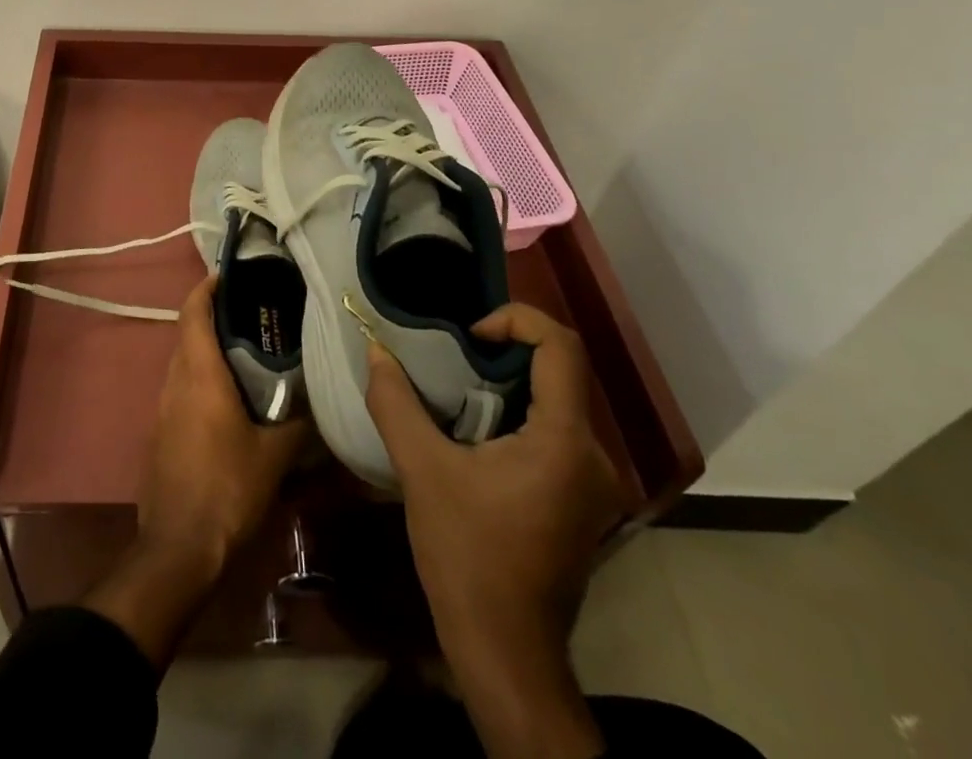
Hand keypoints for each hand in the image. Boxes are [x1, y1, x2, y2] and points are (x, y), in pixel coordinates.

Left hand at [137, 275, 306, 573]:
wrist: (178, 548)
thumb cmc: (227, 489)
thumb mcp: (274, 457)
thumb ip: (297, 425)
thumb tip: (317, 407)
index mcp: (199, 375)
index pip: (193, 312)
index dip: (206, 288)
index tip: (226, 274)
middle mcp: (175, 382)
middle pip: (188, 335)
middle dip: (213, 318)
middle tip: (251, 316)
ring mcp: (162, 410)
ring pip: (183, 364)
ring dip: (207, 352)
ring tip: (246, 355)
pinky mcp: (160, 435)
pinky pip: (181, 392)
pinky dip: (201, 381)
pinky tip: (229, 401)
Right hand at [365, 304, 623, 758]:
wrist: (506, 652)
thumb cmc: (468, 557)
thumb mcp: (422, 471)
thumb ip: (396, 403)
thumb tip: (377, 352)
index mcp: (564, 441)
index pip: (561, 347)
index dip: (518, 319)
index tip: (470, 336)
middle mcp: (594, 456)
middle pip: (558, 373)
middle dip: (505, 354)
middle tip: (454, 359)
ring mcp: (594, 483)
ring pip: (556, 403)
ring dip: (509, 386)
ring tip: (458, 393)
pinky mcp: (583, 502)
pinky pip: (556, 433)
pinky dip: (519, 416)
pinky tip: (477, 436)